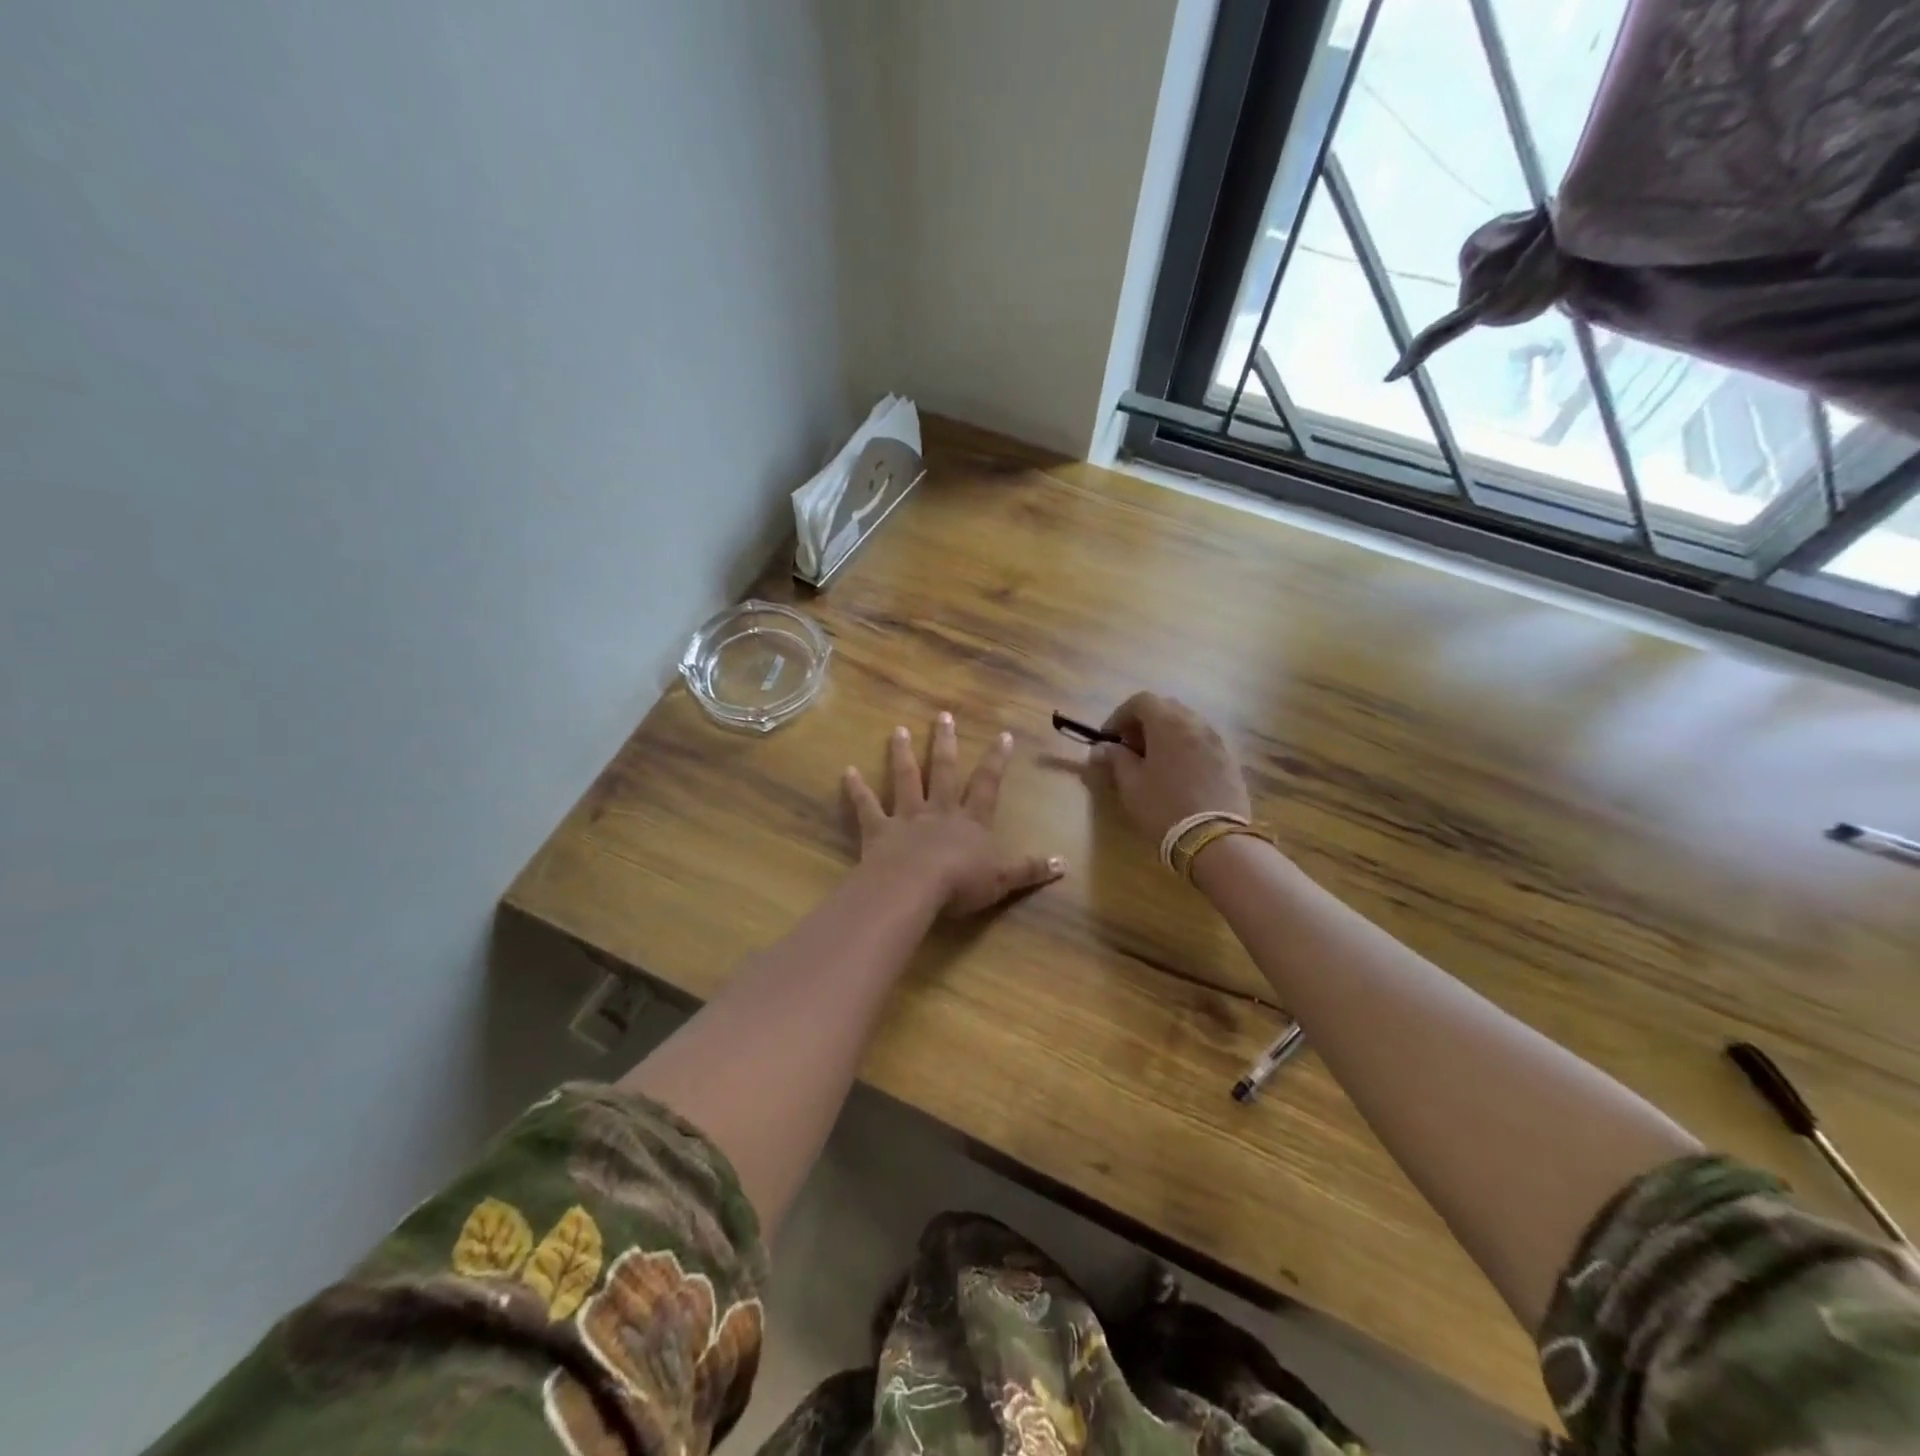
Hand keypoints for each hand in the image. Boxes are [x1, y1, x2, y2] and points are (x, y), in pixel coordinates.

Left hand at [844, 713, 1064, 915]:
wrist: (916, 887)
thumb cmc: (962, 883)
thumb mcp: (1004, 879)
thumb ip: (1031, 870)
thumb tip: (1064, 864)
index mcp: (970, 821)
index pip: (987, 784)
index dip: (996, 760)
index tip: (1003, 735)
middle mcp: (939, 811)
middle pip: (943, 770)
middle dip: (944, 742)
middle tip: (942, 715)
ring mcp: (906, 817)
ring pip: (905, 779)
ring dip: (902, 754)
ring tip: (898, 730)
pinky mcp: (879, 830)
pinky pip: (867, 806)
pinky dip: (856, 789)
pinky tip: (847, 771)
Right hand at [1090, 692, 1251, 841]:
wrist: (1214, 839)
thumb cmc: (1164, 806)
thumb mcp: (1130, 784)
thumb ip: (1115, 758)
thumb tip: (1103, 747)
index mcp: (1168, 723)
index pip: (1141, 700)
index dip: (1120, 715)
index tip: (1110, 738)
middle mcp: (1195, 723)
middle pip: (1166, 708)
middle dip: (1144, 723)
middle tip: (1130, 749)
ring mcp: (1216, 741)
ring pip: (1186, 725)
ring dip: (1166, 736)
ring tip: (1153, 763)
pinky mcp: (1229, 761)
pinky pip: (1201, 743)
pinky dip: (1185, 749)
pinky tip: (1177, 775)